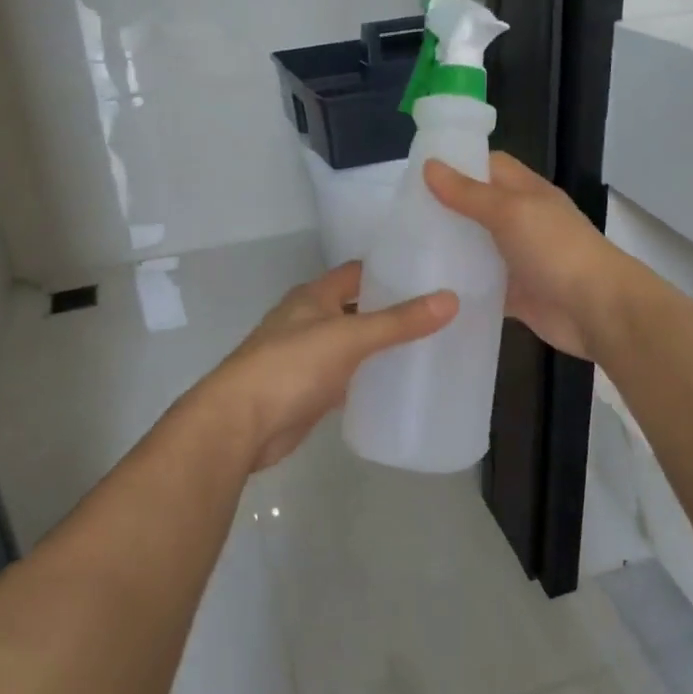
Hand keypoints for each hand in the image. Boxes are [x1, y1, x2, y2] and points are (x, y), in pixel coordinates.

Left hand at [196, 261, 455, 472]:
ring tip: (428, 344)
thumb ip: (399, 321)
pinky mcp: (309, 391)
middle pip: (356, 307)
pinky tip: (396, 382)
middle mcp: (308, 320)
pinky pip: (347, 376)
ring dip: (380, 344)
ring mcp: (307, 357)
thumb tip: (451, 299)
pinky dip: (368, 376)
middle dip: (390, 308)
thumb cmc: (292, 366)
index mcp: (313, 296)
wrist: (242, 424)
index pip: (356, 272)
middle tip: (438, 311)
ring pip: (352, 343)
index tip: (429, 272)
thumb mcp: (350, 337)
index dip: (388, 269)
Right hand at [424, 153, 631, 360]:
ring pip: (477, 249)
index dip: (456, 165)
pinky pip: (481, 286)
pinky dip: (460, 287)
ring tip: (404, 250)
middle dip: (445, 210)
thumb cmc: (556, 250)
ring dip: (449, 250)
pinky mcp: (514, 294)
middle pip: (478, 208)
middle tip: (400, 216)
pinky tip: (427, 289)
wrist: (596, 310)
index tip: (416, 174)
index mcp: (526, 193)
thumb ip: (469, 193)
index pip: (488, 166)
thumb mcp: (510, 212)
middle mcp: (522, 222)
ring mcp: (518, 259)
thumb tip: (429, 166)